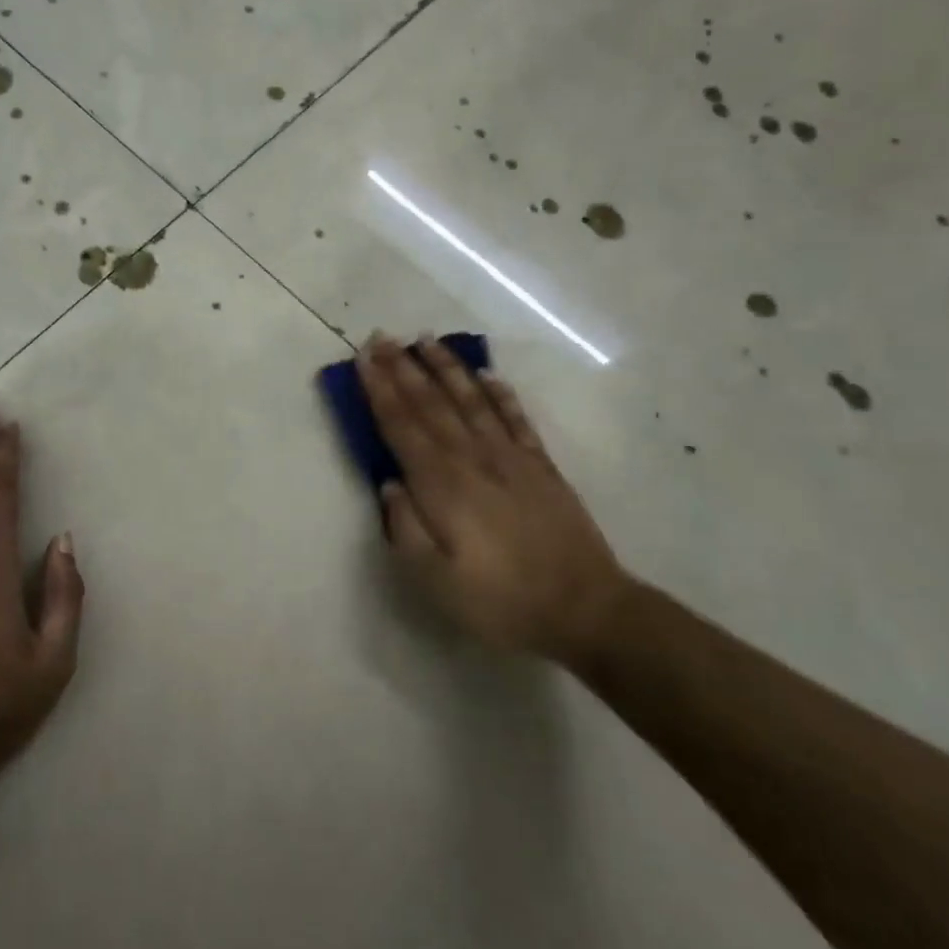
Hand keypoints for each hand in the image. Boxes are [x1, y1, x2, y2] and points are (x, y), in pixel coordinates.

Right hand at [356, 333, 629, 665]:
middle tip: (381, 337)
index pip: (401, 425)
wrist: (586, 610)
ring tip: (425, 340)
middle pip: (431, 403)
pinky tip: (487, 374)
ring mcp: (510, 457)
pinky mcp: (541, 466)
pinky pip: (516, 418)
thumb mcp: (435, 581)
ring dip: (446, 368)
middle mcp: (472, 458)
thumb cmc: (500, 601)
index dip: (378, 390)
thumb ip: (405, 529)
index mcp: (441, 484)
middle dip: (402, 368)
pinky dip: (500, 393)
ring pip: (471, 399)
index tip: (362, 359)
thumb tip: (388, 484)